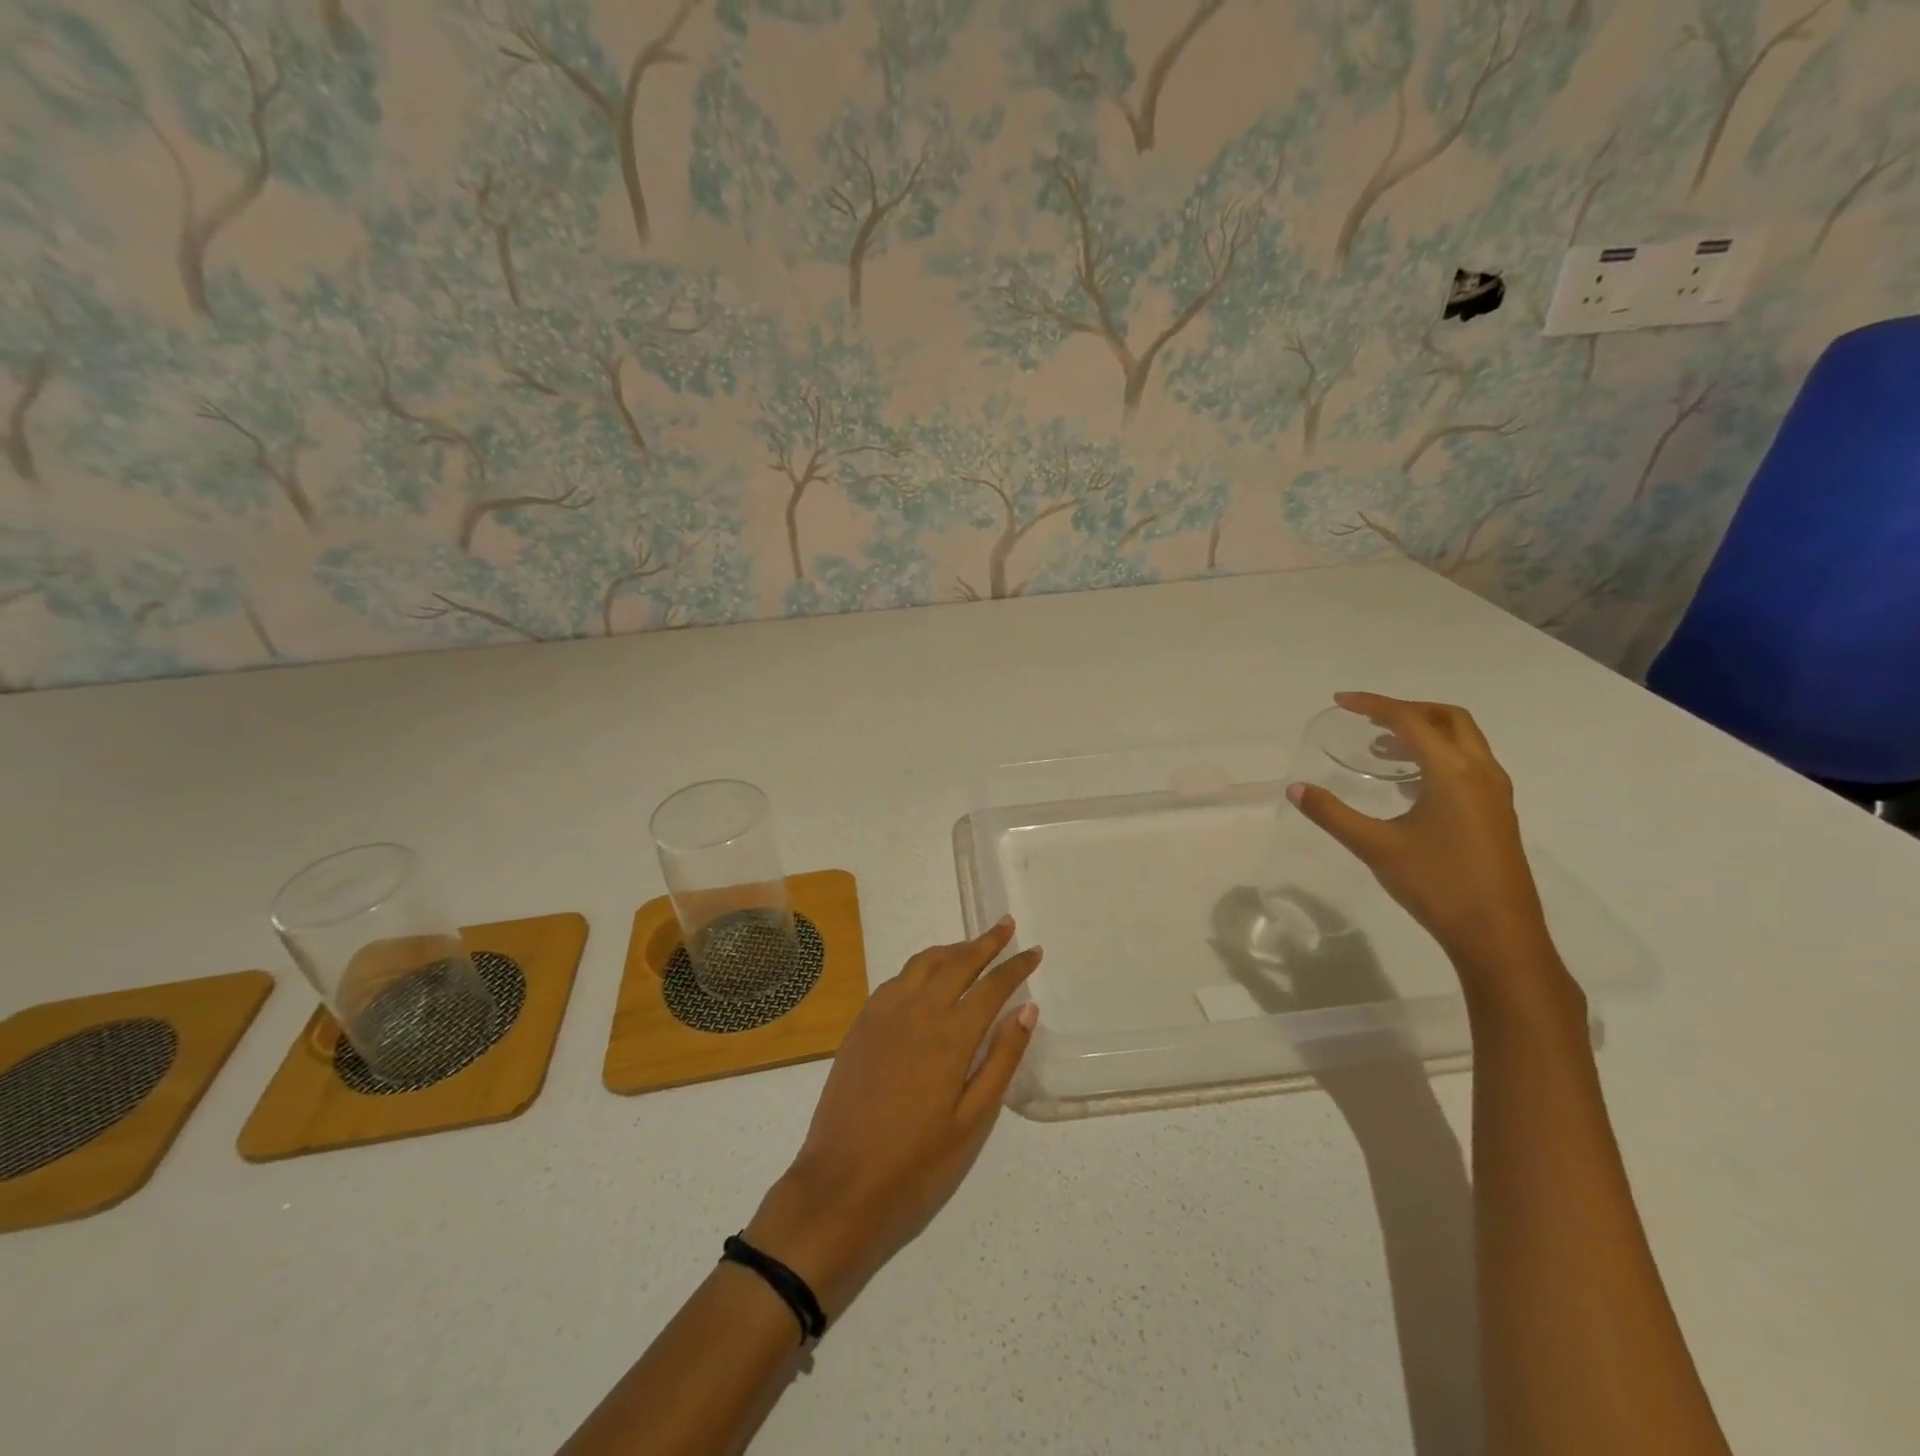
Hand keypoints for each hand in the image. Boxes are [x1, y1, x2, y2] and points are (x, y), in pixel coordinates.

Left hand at [744, 918, 1040, 1317]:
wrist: (841, 1184)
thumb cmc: (916, 1162)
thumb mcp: (972, 1120)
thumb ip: (1001, 1059)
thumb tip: (1026, 1008)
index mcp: (950, 1035)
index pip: (991, 985)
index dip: (1015, 966)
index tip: (1033, 951)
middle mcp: (917, 1010)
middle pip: (957, 961)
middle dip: (986, 942)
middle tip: (1005, 926)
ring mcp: (884, 1013)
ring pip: (923, 963)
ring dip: (951, 949)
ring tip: (971, 947)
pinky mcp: (861, 1023)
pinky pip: (896, 980)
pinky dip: (920, 967)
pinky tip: (926, 979)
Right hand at [1288, 692, 1561, 993]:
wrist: (1500, 937)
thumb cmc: (1437, 885)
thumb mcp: (1376, 847)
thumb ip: (1333, 814)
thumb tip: (1296, 789)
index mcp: (1454, 772)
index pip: (1411, 720)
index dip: (1374, 704)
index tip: (1340, 701)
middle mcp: (1481, 772)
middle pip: (1448, 718)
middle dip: (1407, 709)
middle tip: (1368, 718)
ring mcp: (1495, 793)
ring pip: (1464, 740)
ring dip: (1424, 732)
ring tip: (1383, 748)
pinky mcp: (1498, 813)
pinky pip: (1469, 763)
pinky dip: (1438, 755)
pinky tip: (1411, 783)